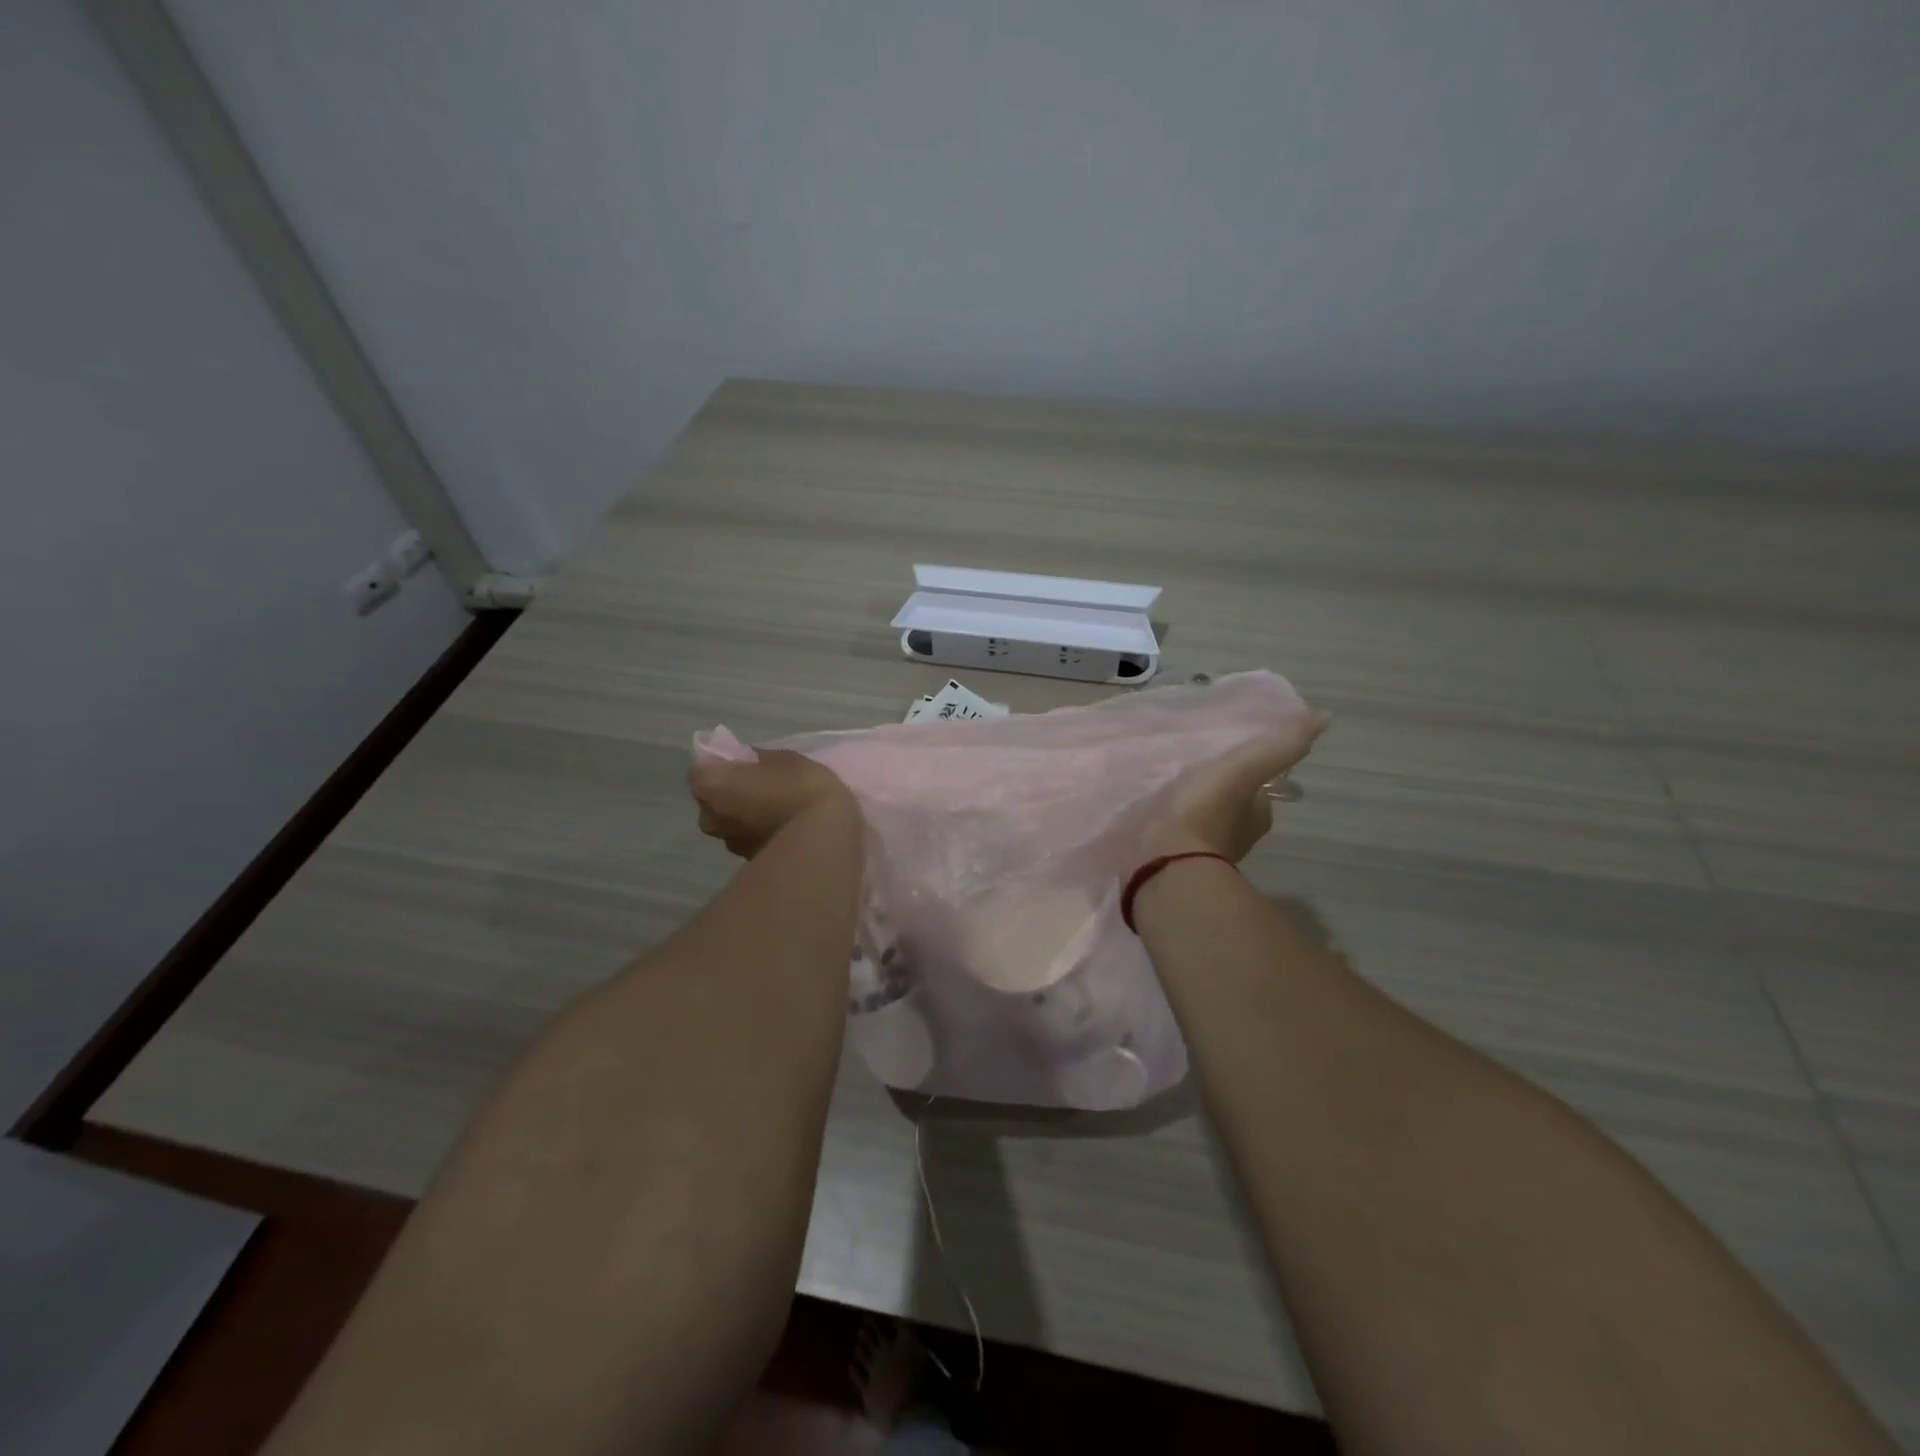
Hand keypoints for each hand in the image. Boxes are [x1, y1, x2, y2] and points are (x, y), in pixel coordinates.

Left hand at [689, 748, 854, 858]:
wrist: (823, 840)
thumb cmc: (801, 789)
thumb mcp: (785, 759)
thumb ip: (758, 758)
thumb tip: (748, 761)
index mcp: (712, 786)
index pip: (700, 770)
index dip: (719, 764)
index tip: (741, 762)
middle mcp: (710, 817)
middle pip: (711, 799)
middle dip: (728, 791)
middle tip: (758, 784)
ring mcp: (728, 843)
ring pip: (728, 821)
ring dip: (743, 814)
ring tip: (774, 809)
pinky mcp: (748, 861)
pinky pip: (746, 838)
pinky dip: (757, 832)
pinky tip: (781, 827)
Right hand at [1145, 711, 1330, 861]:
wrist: (1168, 860)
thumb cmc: (1207, 812)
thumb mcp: (1245, 770)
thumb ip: (1281, 747)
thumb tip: (1324, 717)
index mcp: (1258, 815)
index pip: (1260, 788)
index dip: (1249, 771)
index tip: (1229, 756)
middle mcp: (1239, 836)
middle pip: (1233, 805)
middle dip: (1219, 789)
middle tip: (1196, 768)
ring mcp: (1207, 851)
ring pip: (1205, 820)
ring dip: (1194, 807)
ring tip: (1172, 786)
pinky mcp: (1177, 859)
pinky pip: (1180, 834)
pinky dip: (1174, 823)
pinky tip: (1159, 811)